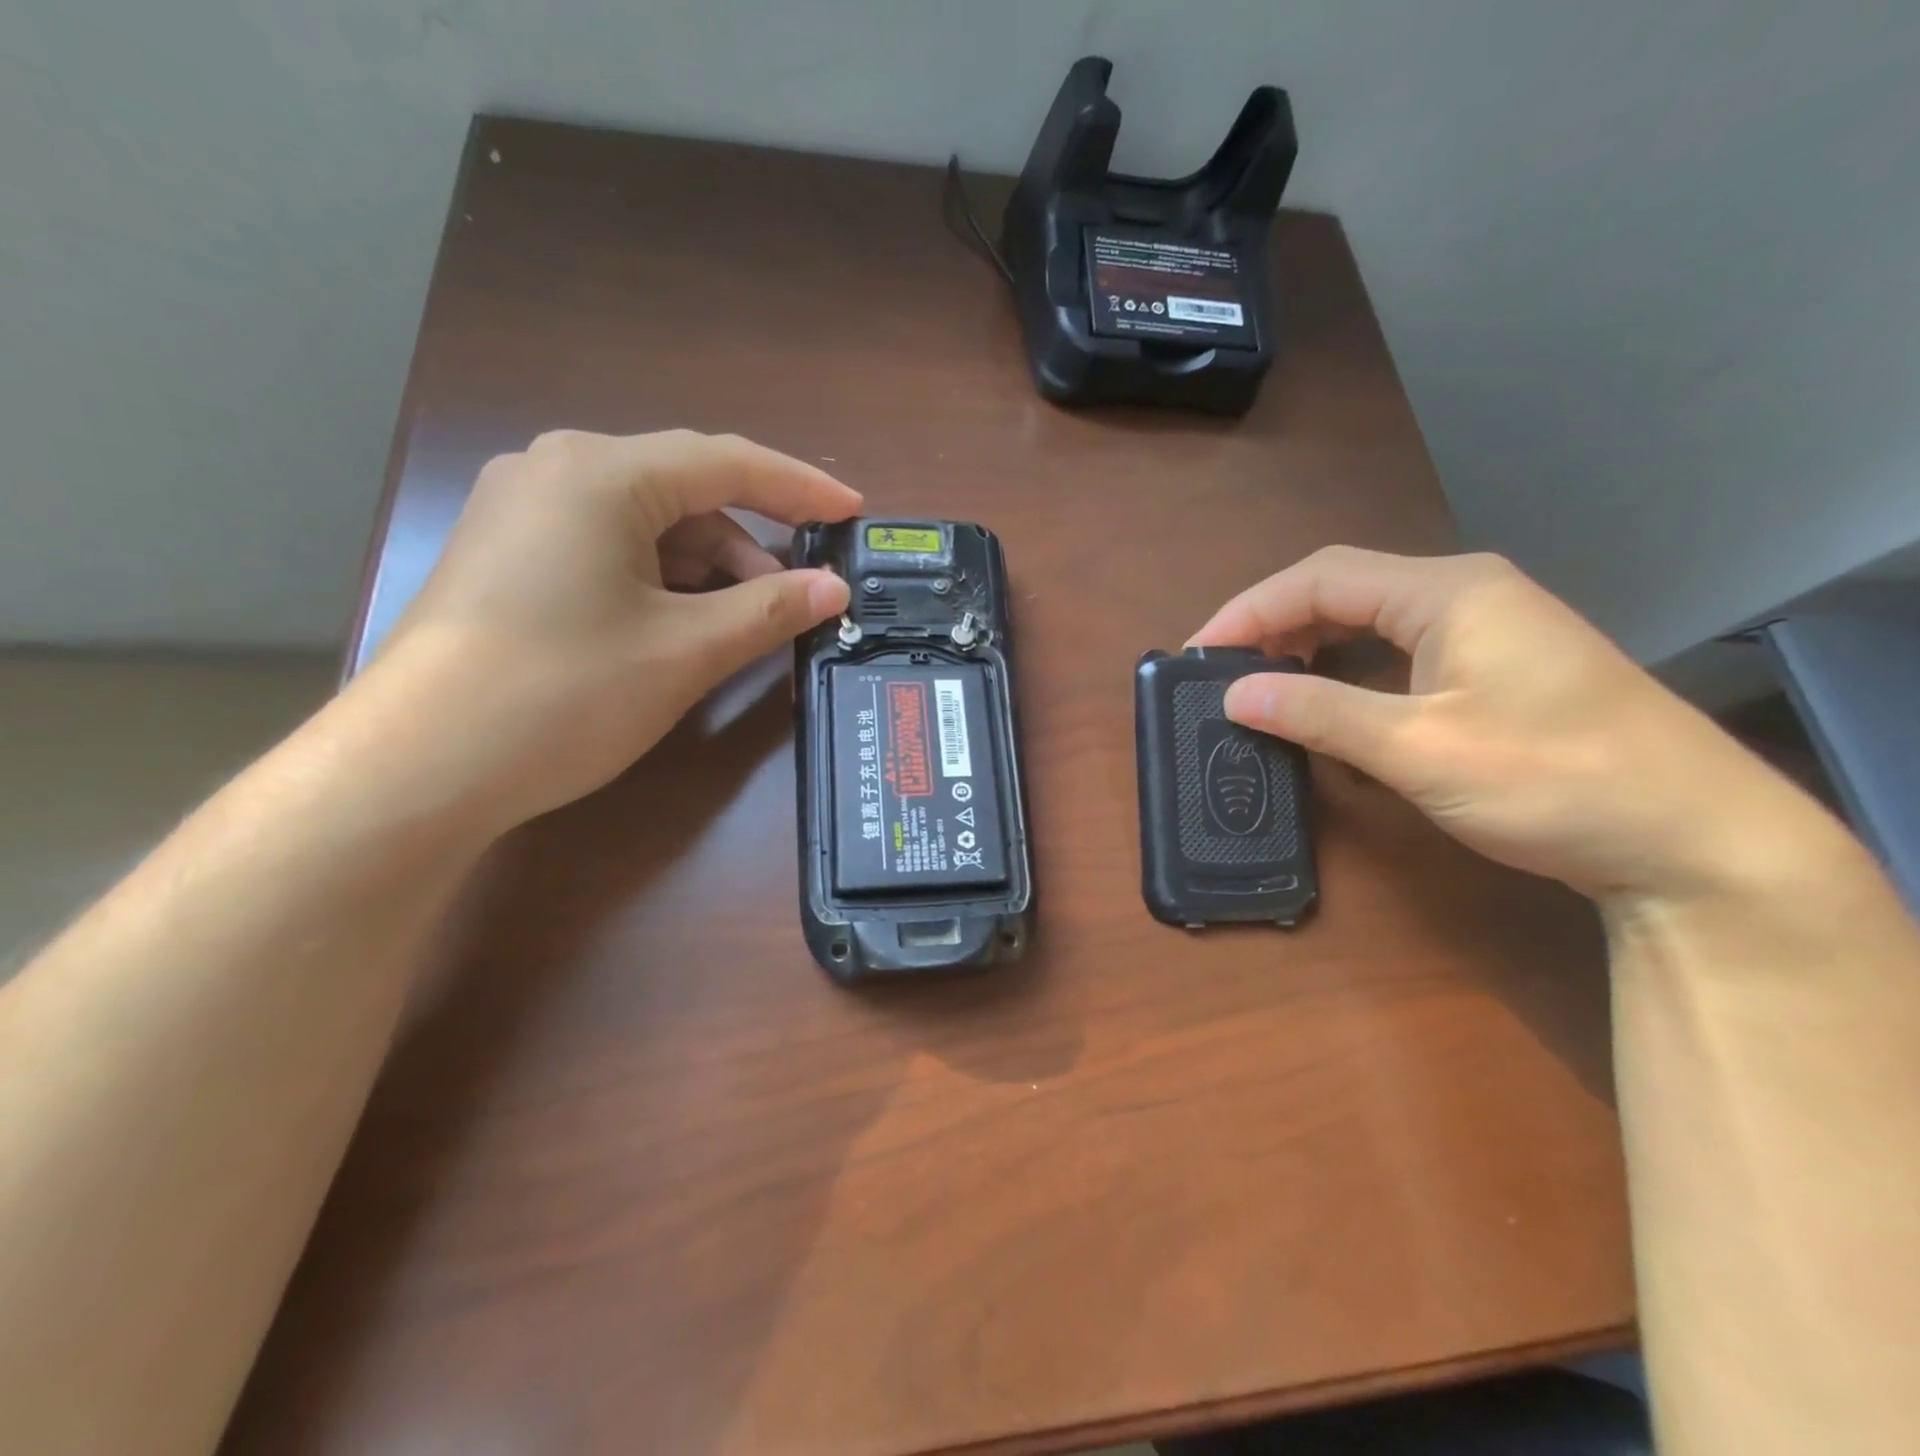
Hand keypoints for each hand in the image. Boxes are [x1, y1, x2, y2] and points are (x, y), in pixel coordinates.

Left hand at [358, 429, 858, 827]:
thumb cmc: (564, 693)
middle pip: (685, 494)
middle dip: (749, 546)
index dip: (799, 488)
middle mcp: (556, 472)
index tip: (852, 513)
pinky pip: (610, 551)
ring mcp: (523, 514)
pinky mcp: (510, 559)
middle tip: (797, 600)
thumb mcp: (685, 650)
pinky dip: (661, 583)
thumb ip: (770, 610)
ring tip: (741, 627)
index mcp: (601, 473)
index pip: (727, 462)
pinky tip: (682, 628)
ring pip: (648, 527)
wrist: (417, 767)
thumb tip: (833, 588)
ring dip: (707, 571)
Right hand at [1190, 547, 1839, 905]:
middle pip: (1342, 590)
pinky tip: (1327, 708)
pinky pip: (1396, 652)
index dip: (1249, 611)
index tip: (1198, 655)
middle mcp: (1464, 594)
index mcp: (1448, 591)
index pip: (1320, 578)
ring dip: (1308, 649)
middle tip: (1224, 675)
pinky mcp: (1493, 668)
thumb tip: (1235, 696)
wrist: (1694, 840)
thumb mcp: (1419, 749)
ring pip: (1368, 621)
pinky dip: (1348, 673)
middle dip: (1274, 627)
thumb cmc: (1554, 780)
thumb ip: (1319, 714)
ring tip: (1262, 688)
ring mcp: (1485, 630)